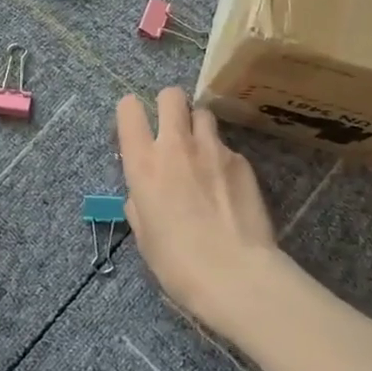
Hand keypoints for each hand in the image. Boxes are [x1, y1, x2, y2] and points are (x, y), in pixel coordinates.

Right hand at [116, 88, 279, 330]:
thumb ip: (139, 203)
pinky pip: (227, 147)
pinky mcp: (242, 161)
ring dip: (198, 127)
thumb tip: (143, 194)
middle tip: (172, 130)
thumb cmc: (177, 263)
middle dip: (169, 106)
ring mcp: (213, 149)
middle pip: (170, 95)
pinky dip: (223, 159)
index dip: (130, 113)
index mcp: (143, 164)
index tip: (136, 129)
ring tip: (202, 154)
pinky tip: (228, 187)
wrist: (235, 274)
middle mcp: (176, 146)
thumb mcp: (144, 235)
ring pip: (203, 113)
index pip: (129, 109)